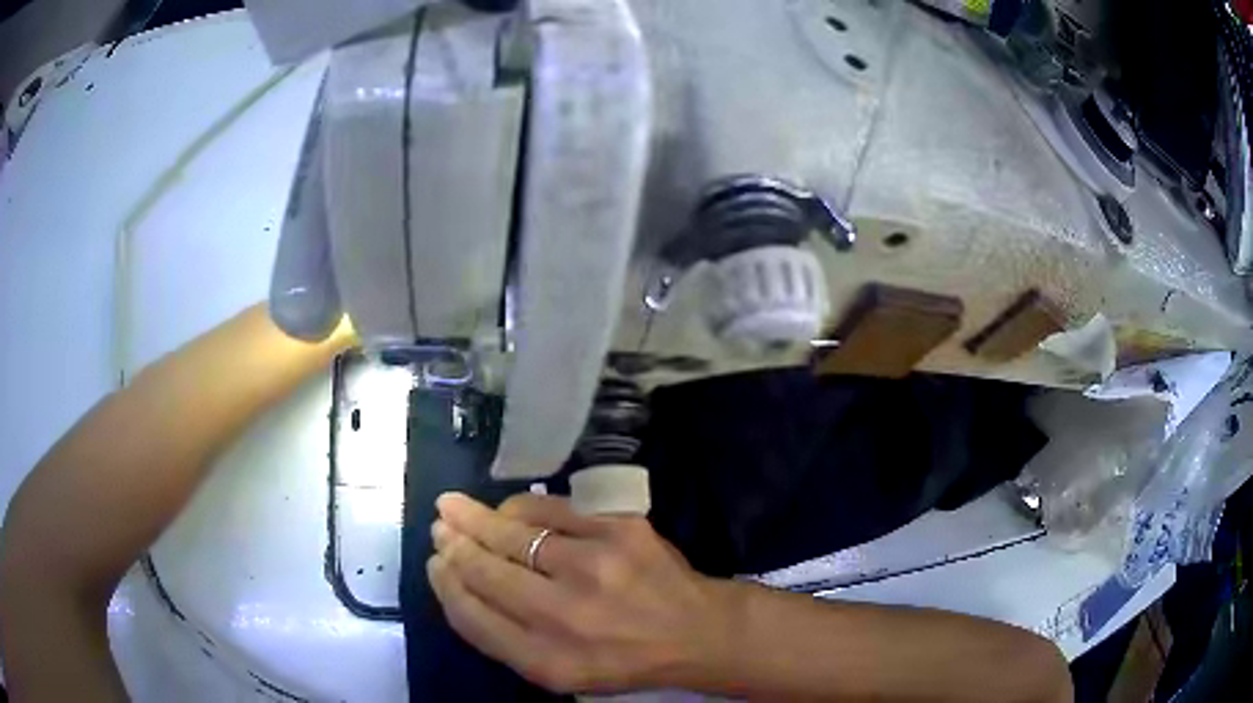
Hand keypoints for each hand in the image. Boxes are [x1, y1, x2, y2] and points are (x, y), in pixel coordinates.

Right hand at [428, 493, 732, 693]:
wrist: (695, 630)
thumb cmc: (620, 658)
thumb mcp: (560, 672)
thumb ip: (505, 639)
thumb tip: (459, 585)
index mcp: (547, 660)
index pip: (473, 617)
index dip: (445, 585)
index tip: (434, 564)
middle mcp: (565, 616)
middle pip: (485, 571)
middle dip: (453, 545)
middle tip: (438, 527)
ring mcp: (593, 566)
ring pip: (512, 534)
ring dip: (475, 518)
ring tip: (453, 507)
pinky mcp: (618, 529)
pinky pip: (550, 508)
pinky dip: (519, 507)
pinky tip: (506, 510)